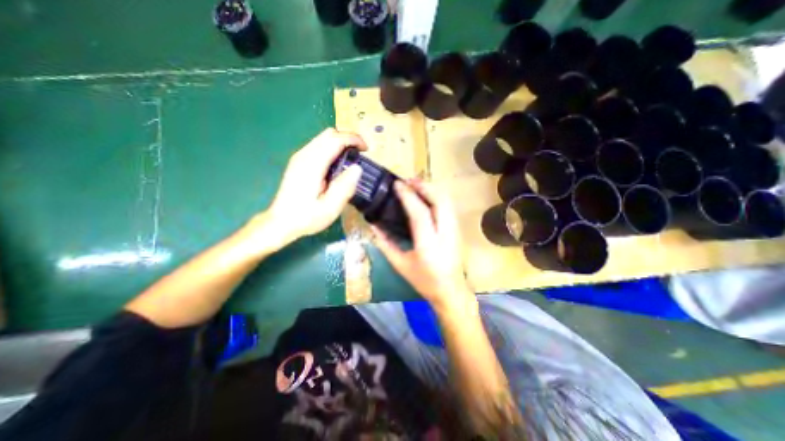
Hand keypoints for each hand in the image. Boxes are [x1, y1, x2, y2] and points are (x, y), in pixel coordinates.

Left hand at [252, 129, 367, 249]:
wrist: (281, 222)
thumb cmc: (306, 217)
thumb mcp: (330, 208)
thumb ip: (344, 187)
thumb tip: (358, 168)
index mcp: (312, 164)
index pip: (335, 139)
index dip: (353, 139)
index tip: (366, 149)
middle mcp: (304, 155)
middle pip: (328, 134)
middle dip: (348, 139)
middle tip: (360, 155)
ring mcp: (300, 157)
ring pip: (323, 138)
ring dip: (340, 143)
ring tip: (351, 160)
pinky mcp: (299, 162)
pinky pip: (318, 146)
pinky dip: (332, 149)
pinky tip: (337, 165)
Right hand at [371, 177, 474, 312]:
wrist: (451, 291)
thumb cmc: (424, 281)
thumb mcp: (400, 265)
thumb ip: (385, 244)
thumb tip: (373, 226)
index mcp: (429, 244)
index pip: (419, 212)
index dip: (408, 195)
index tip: (397, 184)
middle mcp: (446, 233)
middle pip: (440, 200)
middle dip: (424, 186)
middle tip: (407, 181)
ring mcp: (455, 230)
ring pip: (447, 200)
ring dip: (431, 189)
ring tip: (415, 185)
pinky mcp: (458, 230)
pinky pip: (448, 206)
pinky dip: (437, 196)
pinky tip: (426, 197)